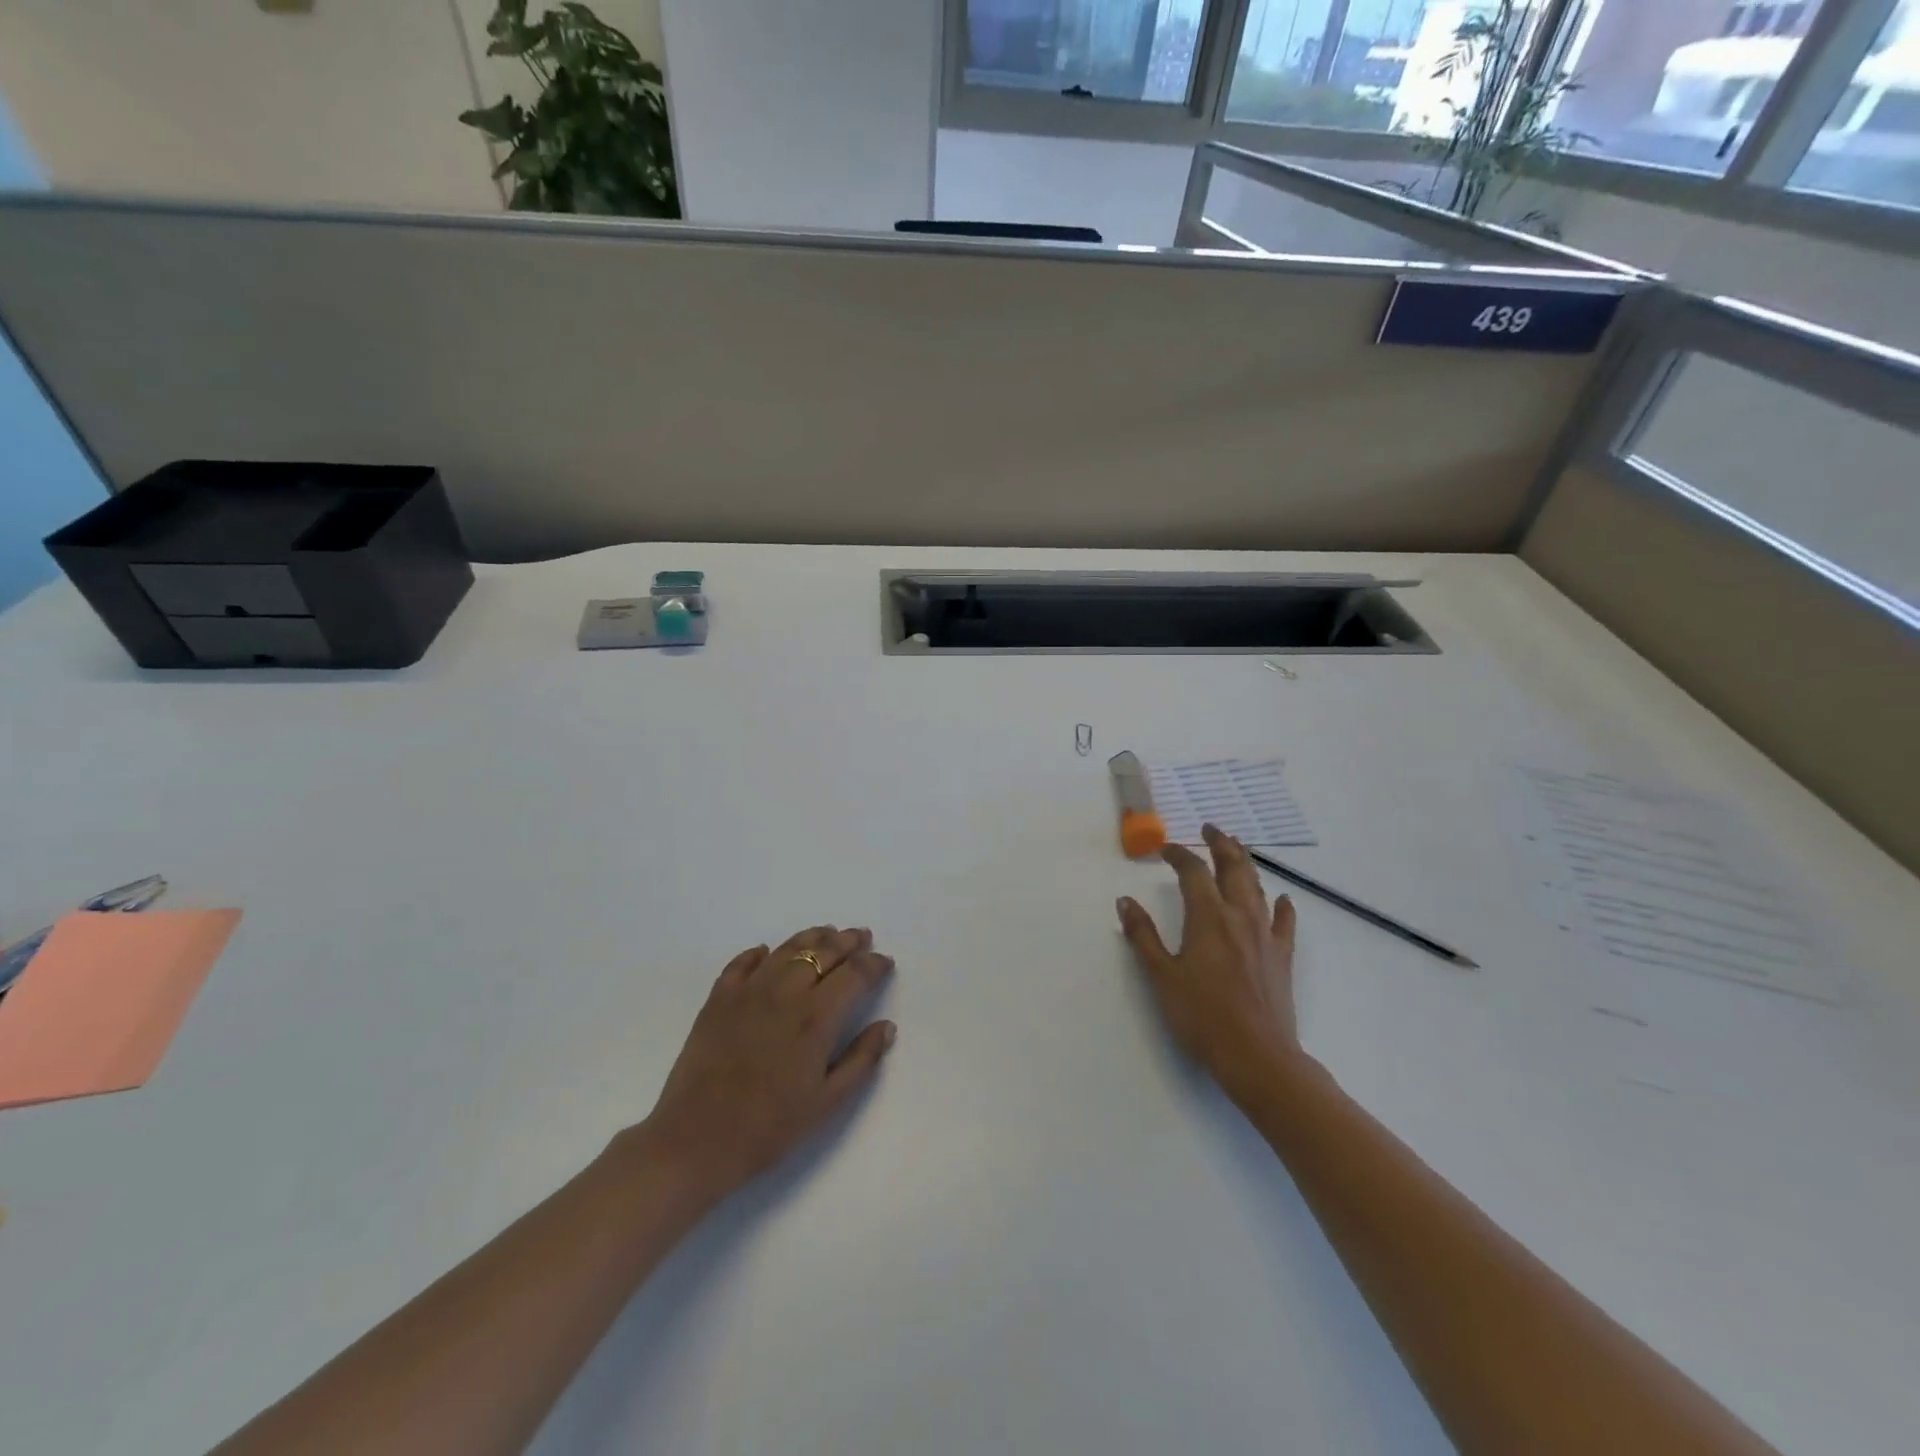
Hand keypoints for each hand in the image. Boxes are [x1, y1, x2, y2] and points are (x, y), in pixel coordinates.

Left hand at [639, 926, 896, 1201]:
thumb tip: (886, 1026)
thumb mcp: (826, 1103)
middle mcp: (785, 993)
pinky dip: (759, 953)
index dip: (873, 964)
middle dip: (848, 941)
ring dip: (812, 937)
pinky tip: (767, 952)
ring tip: (827, 933)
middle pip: (823, 952)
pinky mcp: (718, 999)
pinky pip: (742, 963)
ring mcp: (748, 991)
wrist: (695, 1141)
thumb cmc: (768, 1128)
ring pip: (787, 949)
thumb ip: (861, 1060)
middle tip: (861, 936)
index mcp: (816, 1018)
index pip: (854, 974)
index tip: (884, 962)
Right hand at [1117, 826, 1299, 1102]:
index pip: (1192, 871)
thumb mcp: (1161, 976)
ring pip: (1257, 887)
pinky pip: (1284, 922)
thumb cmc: (1202, 1016)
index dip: (1178, 854)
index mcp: (1207, 917)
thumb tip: (1125, 901)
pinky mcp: (1282, 956)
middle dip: (1220, 843)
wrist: (1257, 1056)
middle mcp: (1239, 916)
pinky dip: (1281, 906)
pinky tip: (1281, 899)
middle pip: (1232, 867)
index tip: (1164, 849)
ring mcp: (1265, 935)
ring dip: (1246, 863)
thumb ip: (1143, 936)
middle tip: (1210, 827)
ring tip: (1237, 848)